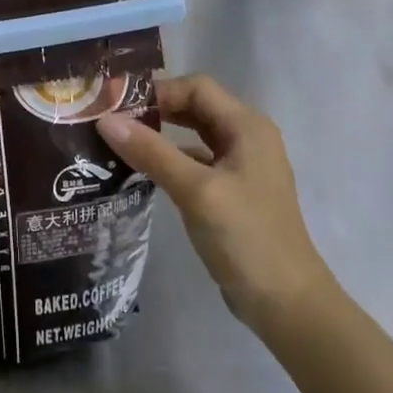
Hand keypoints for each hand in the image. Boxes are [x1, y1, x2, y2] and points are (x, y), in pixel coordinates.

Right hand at [99, 76, 335, 335]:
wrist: (286, 304)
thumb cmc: (246, 237)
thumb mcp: (196, 190)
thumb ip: (151, 152)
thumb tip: (106, 120)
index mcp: (248, 127)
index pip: (197, 88)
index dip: (157, 91)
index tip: (116, 105)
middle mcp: (247, 138)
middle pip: (195, 108)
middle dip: (155, 110)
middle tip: (111, 120)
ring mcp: (241, 167)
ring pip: (194, 136)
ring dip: (160, 136)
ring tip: (118, 143)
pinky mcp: (232, 193)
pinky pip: (196, 163)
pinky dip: (169, 162)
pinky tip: (141, 174)